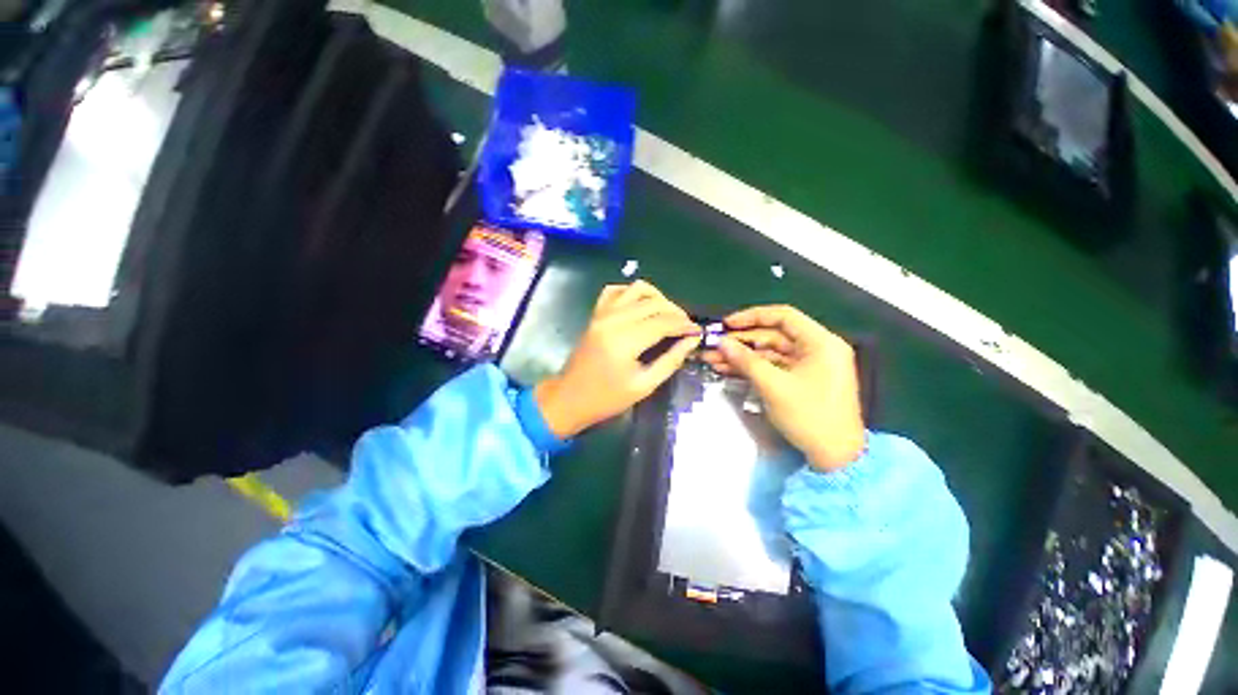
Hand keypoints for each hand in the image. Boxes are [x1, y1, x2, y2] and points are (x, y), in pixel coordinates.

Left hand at [535, 281, 699, 438]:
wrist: (570, 398)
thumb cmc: (607, 398)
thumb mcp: (644, 385)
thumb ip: (670, 360)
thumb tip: (692, 341)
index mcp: (625, 340)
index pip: (663, 322)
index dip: (685, 324)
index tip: (698, 331)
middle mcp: (613, 319)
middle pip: (653, 303)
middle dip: (675, 312)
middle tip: (686, 327)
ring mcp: (602, 313)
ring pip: (637, 289)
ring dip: (658, 298)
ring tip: (667, 315)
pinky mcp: (596, 314)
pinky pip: (616, 291)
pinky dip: (633, 293)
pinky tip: (641, 306)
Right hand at [702, 305, 864, 470]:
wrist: (836, 457)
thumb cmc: (810, 416)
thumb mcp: (774, 386)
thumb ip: (746, 360)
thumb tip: (721, 342)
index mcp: (821, 342)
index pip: (784, 316)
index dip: (752, 317)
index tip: (727, 324)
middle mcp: (817, 348)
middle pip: (774, 335)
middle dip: (741, 341)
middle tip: (714, 345)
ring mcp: (809, 365)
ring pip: (770, 352)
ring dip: (742, 356)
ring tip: (713, 359)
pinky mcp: (802, 380)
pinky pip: (774, 367)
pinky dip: (753, 368)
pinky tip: (728, 369)